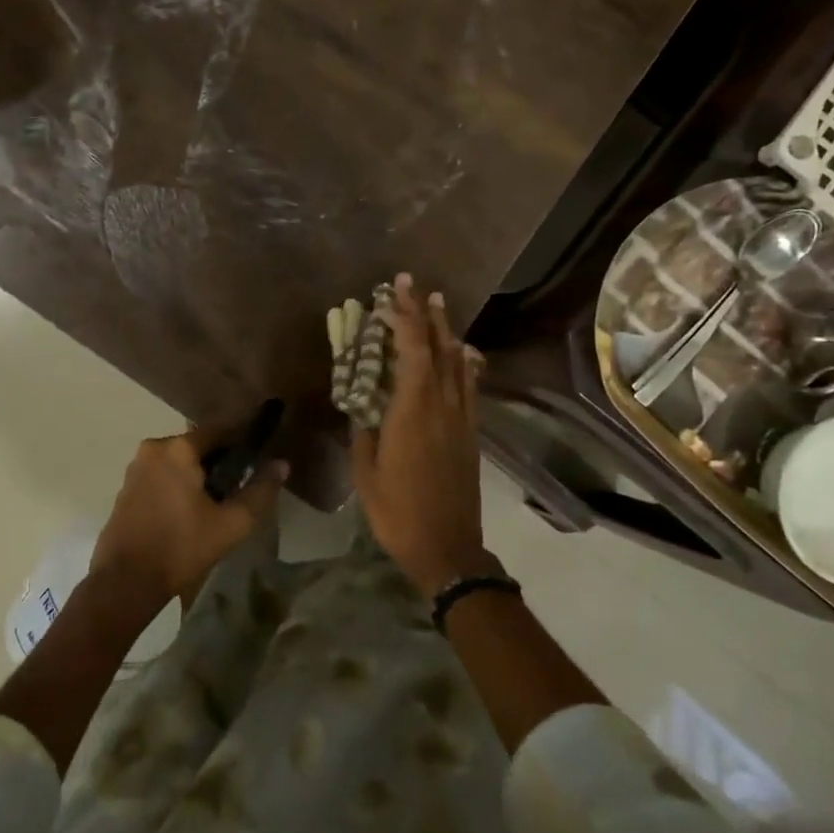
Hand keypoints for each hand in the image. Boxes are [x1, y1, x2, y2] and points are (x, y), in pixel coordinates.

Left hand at [90, 430, 286, 614]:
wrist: (124, 582)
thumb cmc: (181, 548)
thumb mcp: (231, 524)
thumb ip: (260, 491)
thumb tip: (281, 464)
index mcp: (178, 448)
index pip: (220, 429)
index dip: (242, 440)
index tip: (259, 455)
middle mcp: (154, 448)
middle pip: (197, 445)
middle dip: (219, 461)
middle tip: (238, 487)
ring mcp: (136, 467)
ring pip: (178, 461)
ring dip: (197, 474)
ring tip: (215, 504)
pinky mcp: (125, 488)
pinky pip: (161, 475)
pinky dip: (177, 485)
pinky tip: (187, 512)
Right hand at [351, 274, 489, 595]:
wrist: (447, 548)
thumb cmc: (397, 512)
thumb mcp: (366, 473)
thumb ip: (363, 432)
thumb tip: (362, 405)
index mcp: (412, 411)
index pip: (412, 351)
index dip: (404, 317)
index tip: (394, 292)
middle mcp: (442, 406)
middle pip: (437, 348)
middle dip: (425, 314)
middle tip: (414, 285)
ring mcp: (461, 419)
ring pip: (458, 363)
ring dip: (447, 331)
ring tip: (439, 304)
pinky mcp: (471, 433)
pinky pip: (470, 386)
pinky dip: (465, 362)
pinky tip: (464, 352)